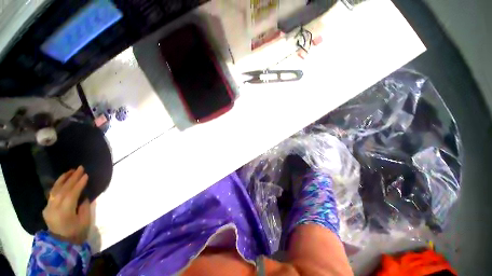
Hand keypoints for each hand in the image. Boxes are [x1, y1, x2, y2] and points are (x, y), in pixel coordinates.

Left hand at [43, 166, 90, 243]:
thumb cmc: (77, 233)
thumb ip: (84, 206)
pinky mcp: (47, 208)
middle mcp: (54, 207)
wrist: (61, 244)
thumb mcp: (85, 220)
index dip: (79, 184)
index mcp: (64, 212)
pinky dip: (58, 185)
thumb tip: (83, 196)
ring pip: (55, 190)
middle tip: (80, 168)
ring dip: (63, 179)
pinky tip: (62, 180)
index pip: (72, 194)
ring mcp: (48, 207)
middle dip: (72, 178)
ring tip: (71, 171)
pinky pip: (52, 194)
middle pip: (63, 189)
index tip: (86, 175)